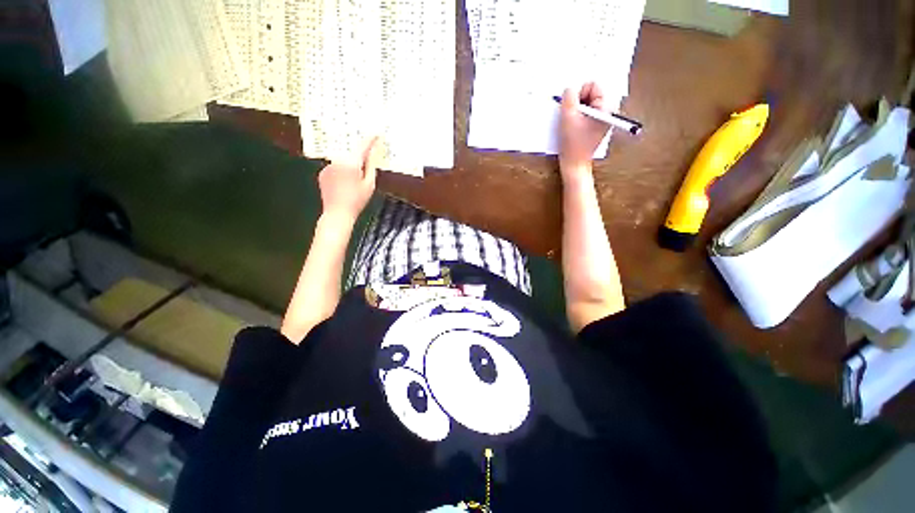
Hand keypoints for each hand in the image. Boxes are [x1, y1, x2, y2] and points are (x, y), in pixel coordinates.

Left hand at [318, 137, 380, 221]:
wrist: (337, 213)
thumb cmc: (357, 201)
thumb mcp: (369, 184)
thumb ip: (372, 166)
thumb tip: (373, 152)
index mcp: (351, 163)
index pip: (362, 146)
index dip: (371, 139)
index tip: (377, 133)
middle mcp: (337, 160)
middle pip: (353, 153)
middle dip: (360, 158)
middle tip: (366, 169)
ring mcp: (328, 166)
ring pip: (344, 161)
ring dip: (351, 166)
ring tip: (354, 184)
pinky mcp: (323, 172)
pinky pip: (336, 168)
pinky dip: (342, 172)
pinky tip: (344, 186)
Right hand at [559, 83, 610, 178]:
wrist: (574, 164)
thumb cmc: (573, 144)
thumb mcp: (568, 117)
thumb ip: (569, 97)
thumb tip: (570, 88)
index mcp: (606, 107)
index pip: (593, 85)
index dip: (578, 94)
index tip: (573, 109)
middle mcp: (608, 110)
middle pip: (590, 93)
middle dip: (578, 103)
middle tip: (573, 118)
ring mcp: (602, 118)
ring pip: (586, 103)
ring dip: (576, 111)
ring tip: (573, 125)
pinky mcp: (596, 125)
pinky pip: (586, 112)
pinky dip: (577, 117)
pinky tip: (573, 128)